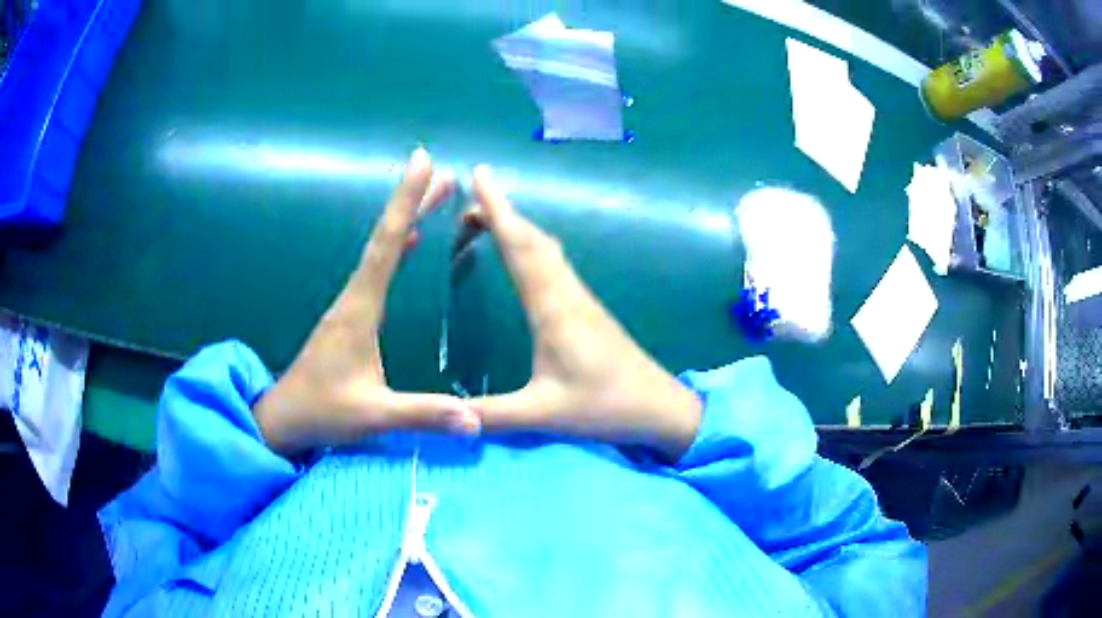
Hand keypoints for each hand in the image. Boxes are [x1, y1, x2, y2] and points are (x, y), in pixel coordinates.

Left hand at [254, 148, 479, 454]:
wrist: (283, 418)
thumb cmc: (324, 412)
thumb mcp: (373, 416)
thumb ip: (423, 414)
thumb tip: (477, 420)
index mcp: (359, 310)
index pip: (386, 245)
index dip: (405, 201)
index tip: (423, 162)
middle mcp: (353, 297)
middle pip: (385, 239)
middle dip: (411, 201)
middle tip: (441, 173)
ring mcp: (349, 306)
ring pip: (381, 251)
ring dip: (406, 220)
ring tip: (433, 197)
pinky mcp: (349, 317)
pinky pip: (377, 270)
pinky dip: (395, 247)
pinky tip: (406, 243)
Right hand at [464, 166, 701, 460]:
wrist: (658, 408)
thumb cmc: (604, 407)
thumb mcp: (542, 415)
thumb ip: (490, 414)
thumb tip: (443, 414)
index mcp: (552, 309)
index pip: (519, 247)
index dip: (497, 209)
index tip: (480, 174)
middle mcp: (566, 294)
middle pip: (532, 239)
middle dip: (500, 212)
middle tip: (467, 201)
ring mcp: (580, 299)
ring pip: (545, 248)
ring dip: (516, 228)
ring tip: (485, 221)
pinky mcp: (587, 309)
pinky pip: (554, 264)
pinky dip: (531, 247)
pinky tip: (522, 257)